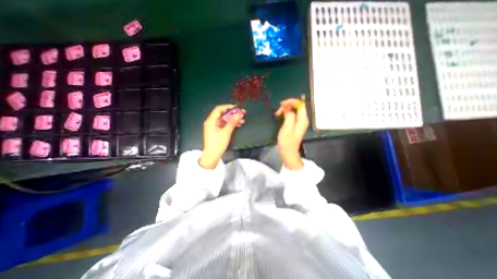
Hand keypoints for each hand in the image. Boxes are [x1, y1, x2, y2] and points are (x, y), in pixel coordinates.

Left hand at [198, 106, 243, 168]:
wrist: (212, 156)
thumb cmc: (218, 144)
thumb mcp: (226, 132)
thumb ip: (232, 122)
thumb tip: (239, 114)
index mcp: (211, 121)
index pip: (219, 109)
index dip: (228, 107)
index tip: (237, 108)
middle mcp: (211, 122)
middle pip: (222, 114)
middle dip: (232, 113)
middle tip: (242, 113)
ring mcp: (214, 127)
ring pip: (224, 120)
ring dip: (233, 119)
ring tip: (242, 120)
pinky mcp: (217, 131)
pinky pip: (224, 125)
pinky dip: (230, 124)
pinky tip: (238, 124)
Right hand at [274, 98, 309, 169]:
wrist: (288, 153)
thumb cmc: (287, 142)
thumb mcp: (287, 128)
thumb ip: (289, 116)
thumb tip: (288, 107)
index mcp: (302, 120)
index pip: (300, 104)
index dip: (291, 101)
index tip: (281, 104)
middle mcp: (303, 119)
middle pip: (297, 106)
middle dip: (287, 105)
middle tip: (278, 111)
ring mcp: (300, 122)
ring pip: (294, 110)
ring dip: (286, 109)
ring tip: (277, 114)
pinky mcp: (295, 125)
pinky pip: (292, 114)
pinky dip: (286, 113)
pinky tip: (280, 116)